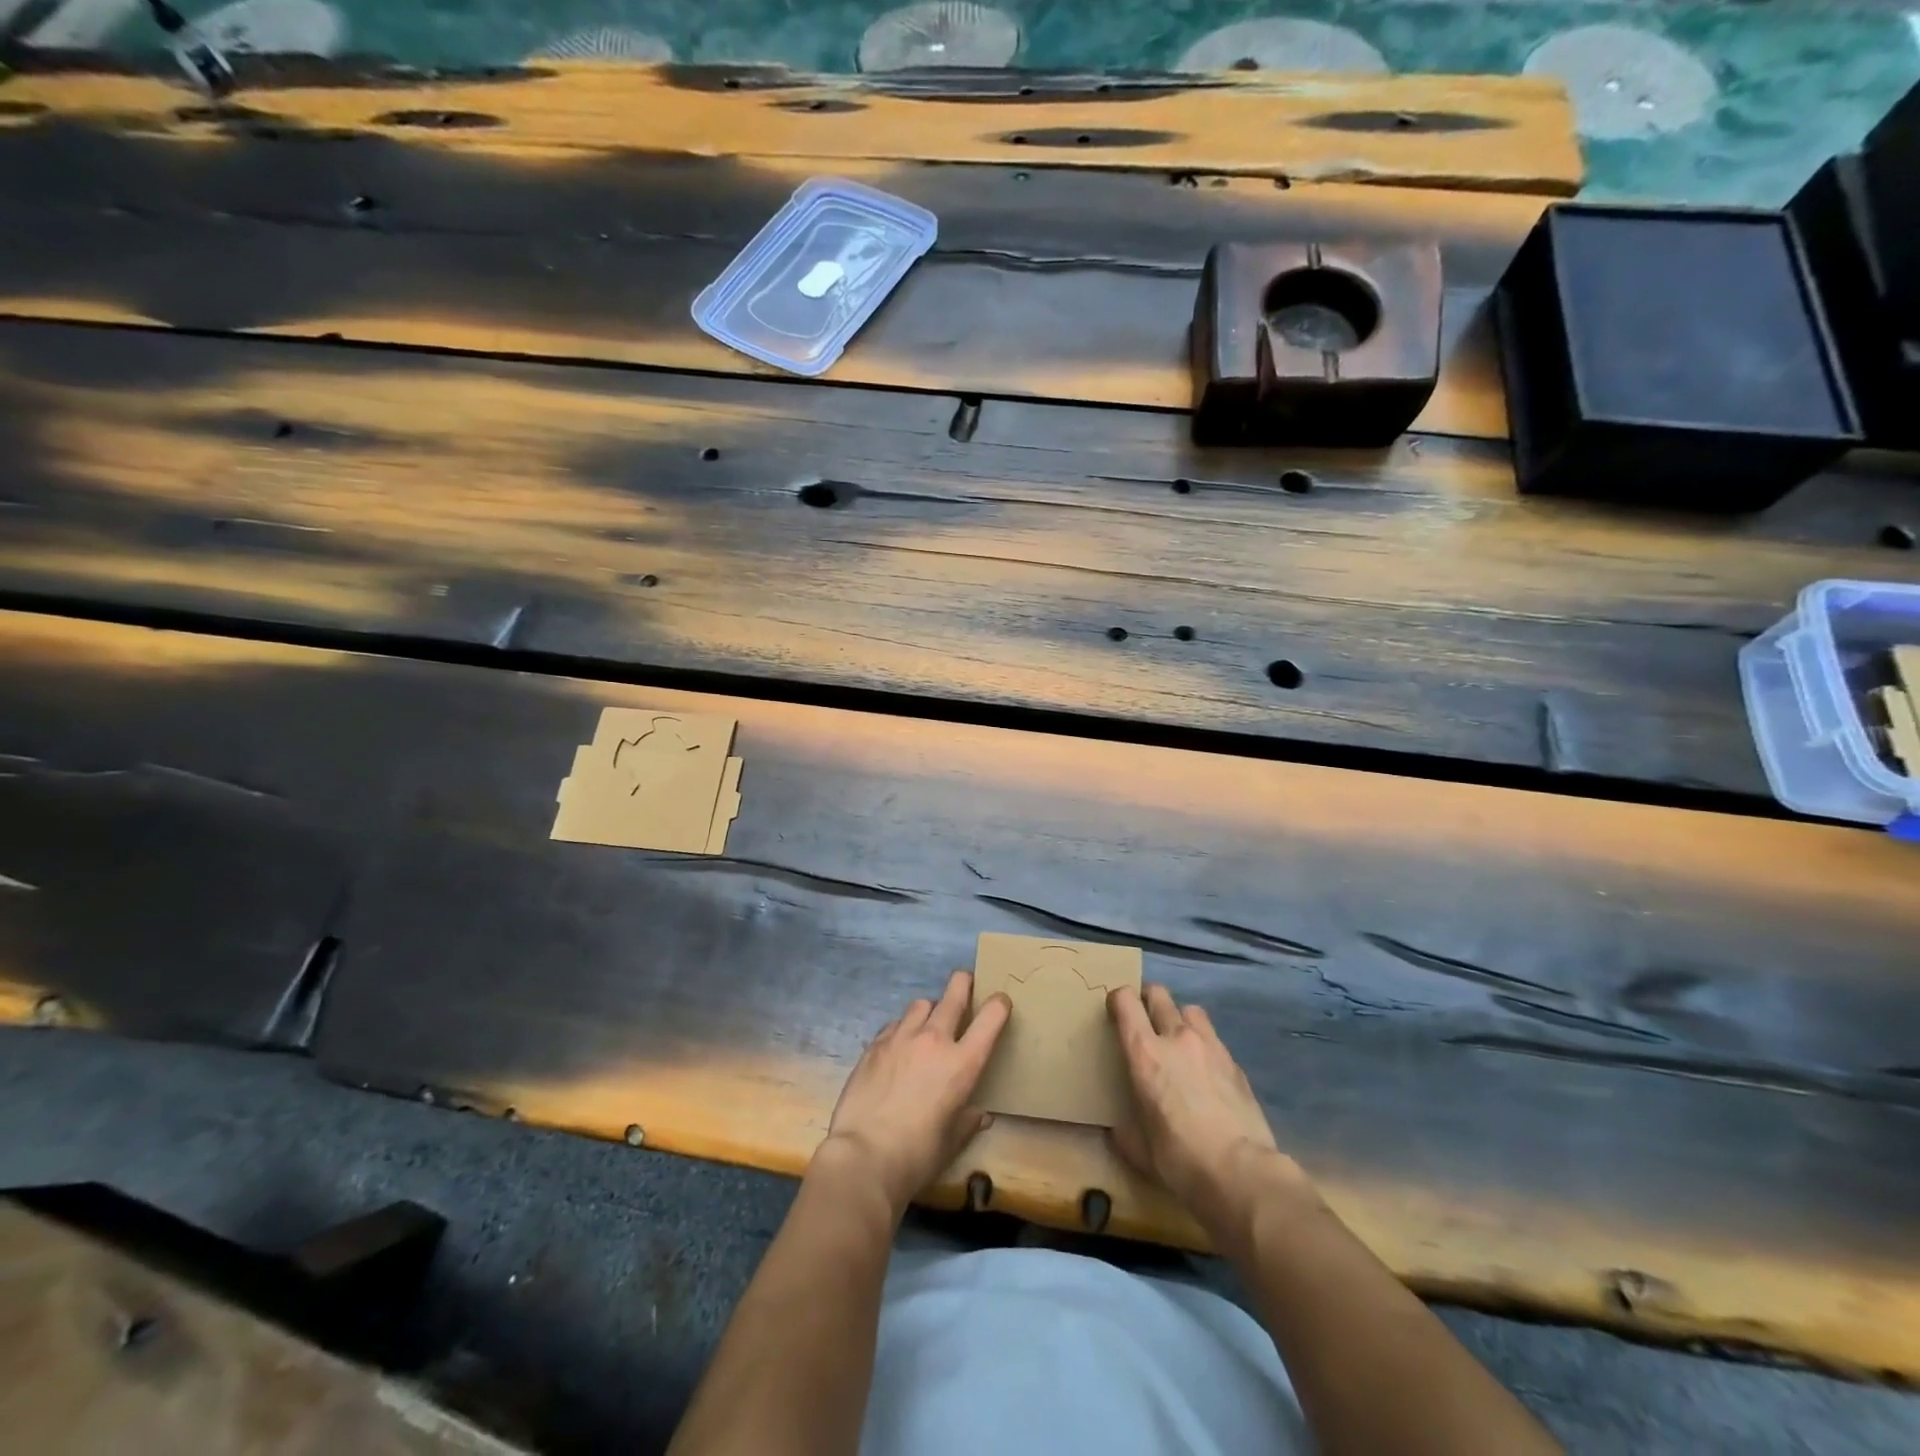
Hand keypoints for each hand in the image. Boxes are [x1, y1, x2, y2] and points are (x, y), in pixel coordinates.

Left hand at [821, 970, 1010, 1216]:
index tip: (1000, 1002)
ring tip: (927, 1024)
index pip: (990, 1017)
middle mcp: (934, 1040)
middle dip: (963, 983)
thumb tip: (979, 1114)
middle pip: (954, 992)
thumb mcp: (952, 1142)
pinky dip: (902, 1029)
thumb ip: (968, 1121)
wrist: (864, 1156)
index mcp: (962, 1063)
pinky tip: (898, 1047)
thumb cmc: (918, 1155)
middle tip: (965, 984)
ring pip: (921, 1004)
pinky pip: (895, 1024)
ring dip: (930, 1010)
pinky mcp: (875, 1044)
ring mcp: (902, 1037)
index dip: (999, 1004)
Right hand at [1108, 983, 1302, 1220]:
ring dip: (1180, 1018)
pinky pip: (1214, 1040)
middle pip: (1159, 994)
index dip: (1117, 1000)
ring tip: (1178, 1041)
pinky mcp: (1235, 1063)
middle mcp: (1176, 1038)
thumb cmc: (1180, 1159)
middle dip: (1148, 1000)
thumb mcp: (1138, 1149)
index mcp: (1144, 1053)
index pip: (1125, 1001)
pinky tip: (1206, 1072)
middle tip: (1144, 1020)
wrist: (1242, 1173)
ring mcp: (1210, 1046)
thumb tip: (1119, 1130)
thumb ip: (1124, 1129)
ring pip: (1190, 1010)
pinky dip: (1205, 1046)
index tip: (1114, 1013)